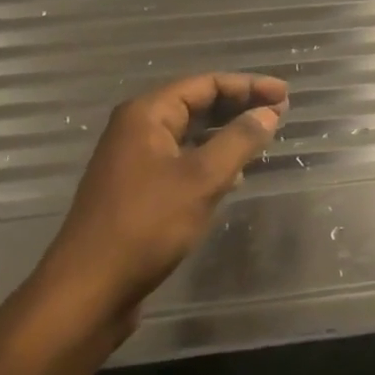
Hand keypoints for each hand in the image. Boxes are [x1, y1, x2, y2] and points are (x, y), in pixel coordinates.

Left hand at [31, 73, 287, 336]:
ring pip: (190, 135)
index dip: (249, 86)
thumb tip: (268, 113)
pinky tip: (234, 177)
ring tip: (263, 141)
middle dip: (239, 107)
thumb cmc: (146, 225)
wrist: (89, 290)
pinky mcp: (138, 191)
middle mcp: (137, 130)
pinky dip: (211, 161)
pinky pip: (182, 162)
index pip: (205, 84)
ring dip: (227, 134)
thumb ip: (239, 140)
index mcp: (147, 115)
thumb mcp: (202, 179)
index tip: (285, 95)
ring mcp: (135, 161)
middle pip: (196, 105)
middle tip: (280, 114)